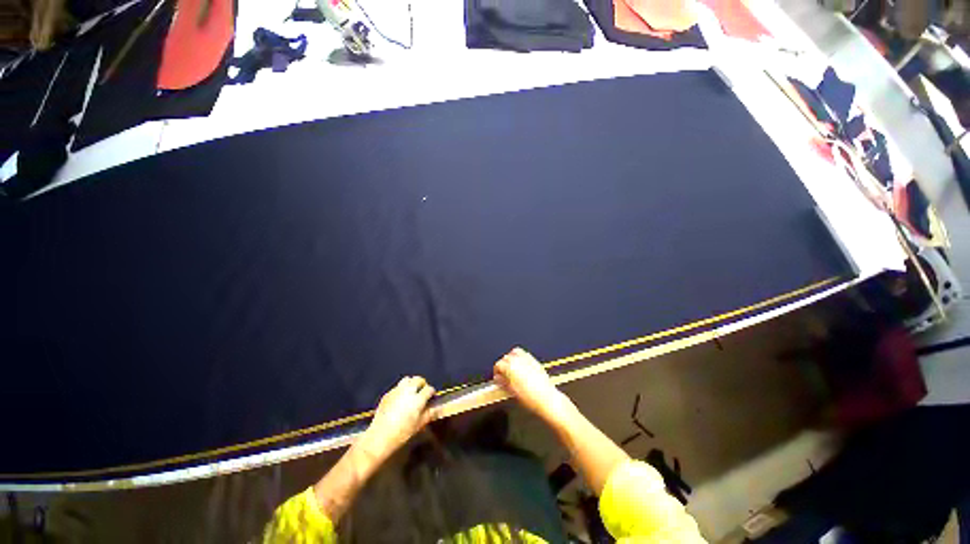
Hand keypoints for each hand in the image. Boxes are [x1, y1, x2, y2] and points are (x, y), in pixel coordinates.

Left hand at [361, 376, 435, 459]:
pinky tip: (401, 400)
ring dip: (411, 384)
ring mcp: (395, 391)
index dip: (432, 392)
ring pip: (406, 380)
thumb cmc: (404, 431)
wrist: (382, 433)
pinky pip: (397, 387)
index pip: (429, 389)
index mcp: (417, 399)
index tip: (432, 397)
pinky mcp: (387, 394)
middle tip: (423, 392)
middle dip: (422, 384)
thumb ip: (430, 414)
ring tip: (412, 393)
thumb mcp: (420, 424)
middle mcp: (407, 391)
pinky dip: (401, 389)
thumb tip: (437, 408)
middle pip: (417, 379)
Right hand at [493, 347, 569, 418]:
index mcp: (510, 367)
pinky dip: (521, 358)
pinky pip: (525, 355)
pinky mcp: (536, 362)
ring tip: (511, 369)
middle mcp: (519, 361)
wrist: (546, 399)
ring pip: (515, 353)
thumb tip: (499, 379)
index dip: (496, 372)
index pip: (498, 365)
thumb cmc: (530, 397)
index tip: (498, 378)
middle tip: (503, 374)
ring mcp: (528, 360)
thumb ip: (503, 382)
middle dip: (503, 365)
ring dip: (511, 359)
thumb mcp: (511, 391)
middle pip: (506, 358)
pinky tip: (521, 367)